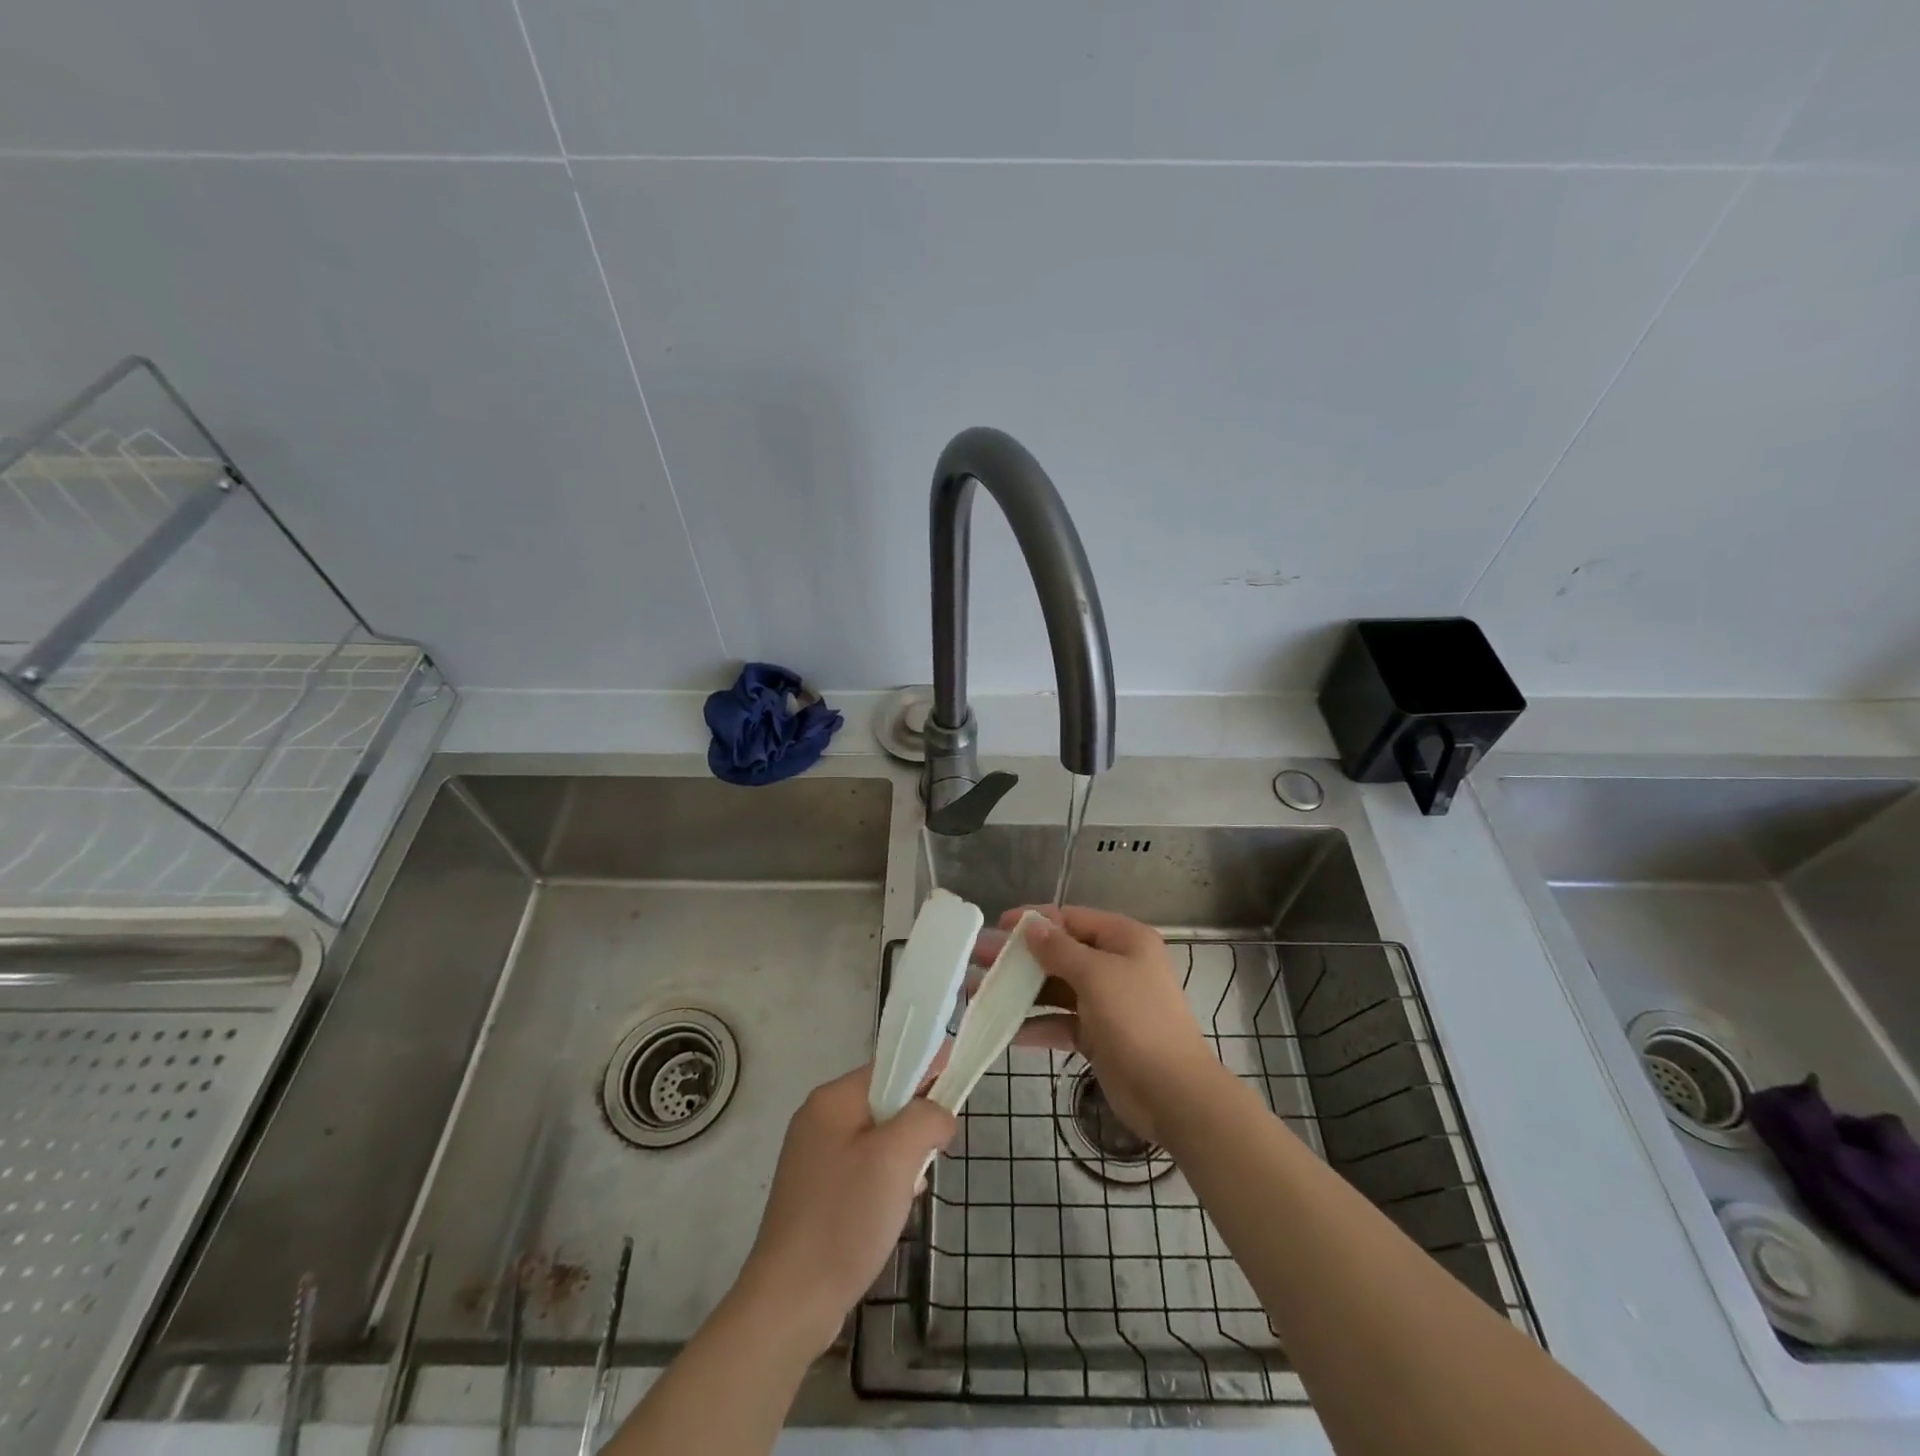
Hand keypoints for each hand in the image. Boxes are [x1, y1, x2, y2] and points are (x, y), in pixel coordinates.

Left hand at [735, 1064, 954, 1356]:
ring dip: (902, 1156)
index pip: (890, 1066)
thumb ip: (926, 1118)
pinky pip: (863, 1167)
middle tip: (933, 1154)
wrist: (790, 1302)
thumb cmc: (844, 1218)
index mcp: (832, 1100)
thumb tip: (941, 1115)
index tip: (959, 1083)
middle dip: (914, 1123)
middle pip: (884, 1101)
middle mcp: (818, 1119)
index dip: (927, 1070)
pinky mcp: (815, 1192)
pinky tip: (890, 1211)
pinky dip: (884, 1180)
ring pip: (877, 1137)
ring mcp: (813, 1157)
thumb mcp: (896, 1158)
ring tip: (909, 1189)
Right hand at [973, 906, 1220, 1146]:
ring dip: (1020, 991)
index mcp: (1124, 940)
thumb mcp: (1096, 976)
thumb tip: (1032, 926)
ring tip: (978, 993)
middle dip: (1019, 957)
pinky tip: (1005, 1032)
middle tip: (978, 958)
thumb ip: (1059, 949)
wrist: (1173, 1093)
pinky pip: (1060, 1022)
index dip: (1035, 920)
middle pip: (1059, 953)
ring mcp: (1106, 1002)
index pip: (1071, 919)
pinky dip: (1035, 1025)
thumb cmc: (1137, 1020)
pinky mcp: (1098, 1035)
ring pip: (1055, 989)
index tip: (998, 925)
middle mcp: (1115, 965)